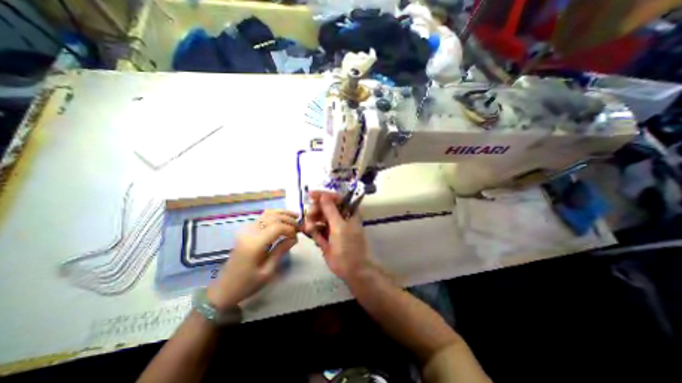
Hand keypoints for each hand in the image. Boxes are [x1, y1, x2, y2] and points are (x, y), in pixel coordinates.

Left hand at [208, 210, 298, 307]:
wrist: (224, 288)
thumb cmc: (247, 283)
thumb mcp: (268, 271)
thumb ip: (281, 251)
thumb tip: (294, 238)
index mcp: (254, 244)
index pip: (277, 227)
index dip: (290, 229)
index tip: (297, 236)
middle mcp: (249, 232)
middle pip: (273, 217)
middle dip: (289, 219)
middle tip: (299, 227)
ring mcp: (246, 230)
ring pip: (268, 214)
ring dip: (283, 214)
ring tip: (295, 216)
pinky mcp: (246, 230)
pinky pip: (263, 217)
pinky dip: (275, 215)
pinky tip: (283, 217)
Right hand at [305, 191, 372, 280]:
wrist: (352, 269)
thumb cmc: (349, 246)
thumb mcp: (340, 226)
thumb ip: (330, 210)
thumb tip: (323, 196)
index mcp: (348, 212)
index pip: (336, 198)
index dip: (324, 195)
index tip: (311, 195)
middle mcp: (340, 217)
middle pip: (325, 207)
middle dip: (316, 210)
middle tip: (310, 216)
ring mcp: (332, 227)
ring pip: (318, 218)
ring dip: (312, 221)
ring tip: (310, 228)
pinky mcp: (325, 237)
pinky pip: (316, 229)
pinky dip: (312, 229)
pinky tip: (309, 232)